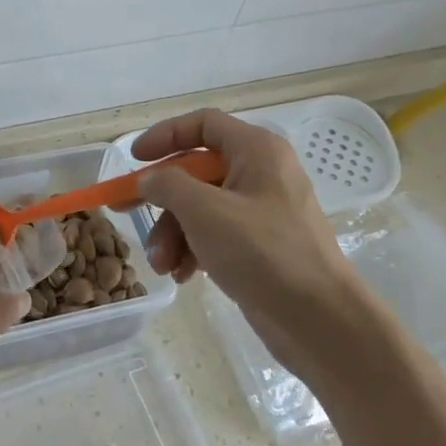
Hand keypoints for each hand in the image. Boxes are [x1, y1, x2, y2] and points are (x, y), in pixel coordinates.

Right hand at [133, 109, 370, 373]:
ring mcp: (263, 211)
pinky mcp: (262, 246)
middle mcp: (261, 173)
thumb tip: (149, 179)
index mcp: (256, 150)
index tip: (134, 159)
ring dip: (174, 234)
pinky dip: (195, 250)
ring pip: (202, 208)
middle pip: (197, 172)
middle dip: (162, 200)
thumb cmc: (262, 252)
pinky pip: (217, 235)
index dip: (165, 136)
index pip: (203, 124)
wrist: (320, 320)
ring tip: (162, 265)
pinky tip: (183, 276)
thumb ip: (168, 185)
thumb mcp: (204, 211)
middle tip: (125, 211)